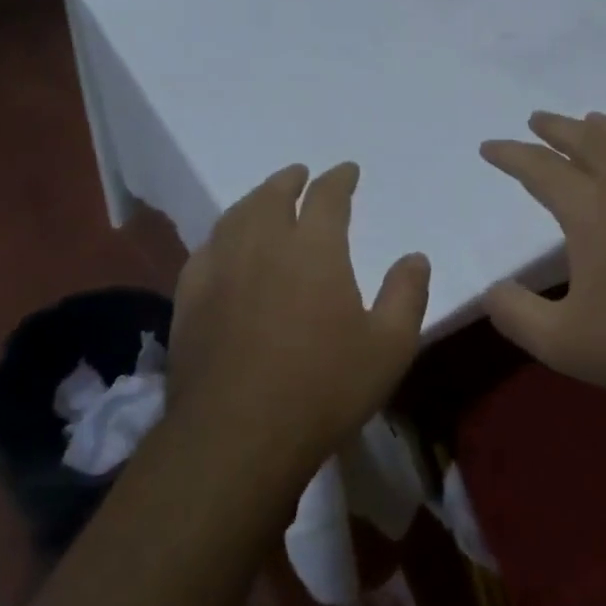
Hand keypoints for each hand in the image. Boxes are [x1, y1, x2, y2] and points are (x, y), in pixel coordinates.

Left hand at [166, 161, 430, 477]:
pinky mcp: (190, 299)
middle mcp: (263, 246)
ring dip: (254, 200)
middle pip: (273, 196)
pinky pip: (205, 250)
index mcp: (314, 250)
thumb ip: (407, 295)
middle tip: (300, 174)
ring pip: (235, 217)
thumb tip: (415, 257)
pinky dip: (221, 236)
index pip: (327, 197)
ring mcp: (220, 271)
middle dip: (290, 180)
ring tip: (265, 199)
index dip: (339, 179)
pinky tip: (223, 245)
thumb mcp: (389, 347)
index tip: (347, 170)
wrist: (238, 435)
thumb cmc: (324, 388)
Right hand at [479, 111, 605, 415]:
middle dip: (557, 128)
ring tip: (593, 122)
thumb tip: (491, 290)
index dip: (510, 155)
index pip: (539, 168)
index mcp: (591, 209)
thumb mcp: (562, 343)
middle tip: (538, 120)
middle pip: (588, 140)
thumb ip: (515, 314)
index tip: (490, 147)